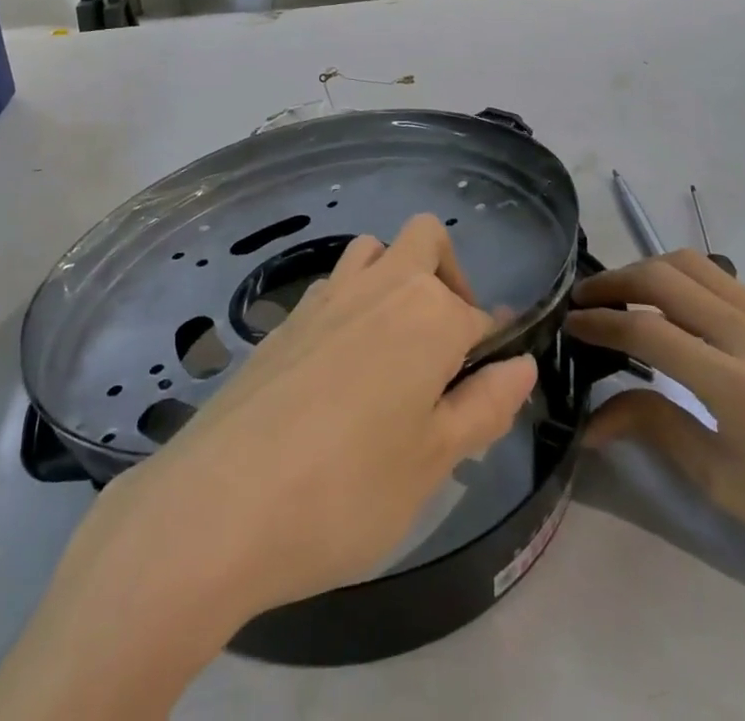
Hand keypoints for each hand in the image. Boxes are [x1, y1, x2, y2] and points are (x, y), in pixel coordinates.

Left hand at [0, 215, 537, 720]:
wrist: (222, 503)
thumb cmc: (348, 489)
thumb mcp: (433, 461)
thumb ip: (484, 406)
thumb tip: (522, 363)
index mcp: (428, 313)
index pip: (480, 316)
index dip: (492, 352)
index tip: (486, 396)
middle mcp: (380, 285)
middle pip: (426, 241)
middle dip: (448, 278)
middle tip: (444, 351)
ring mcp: (326, 294)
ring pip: (374, 250)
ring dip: (395, 278)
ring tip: (394, 352)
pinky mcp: (285, 318)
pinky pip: (332, 285)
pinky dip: (352, 303)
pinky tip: (340, 369)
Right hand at [566, 251, 744, 613]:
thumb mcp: (722, 484)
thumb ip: (653, 428)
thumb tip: (590, 418)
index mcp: (742, 389)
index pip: (649, 330)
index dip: (601, 322)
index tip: (569, 324)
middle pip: (668, 276)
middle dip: (617, 282)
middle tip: (585, 302)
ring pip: (696, 265)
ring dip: (649, 272)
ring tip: (620, 298)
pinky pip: (724, 282)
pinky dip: (683, 283)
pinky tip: (669, 311)